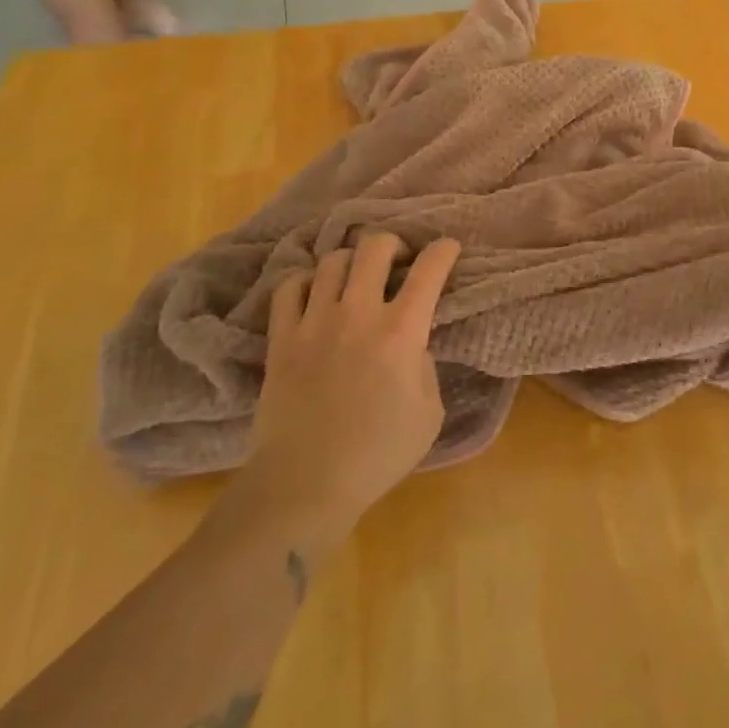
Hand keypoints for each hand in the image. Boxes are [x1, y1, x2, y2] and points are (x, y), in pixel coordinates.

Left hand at [224, 233, 458, 551]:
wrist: (305, 483)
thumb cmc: (378, 453)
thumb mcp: (429, 413)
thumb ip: (425, 367)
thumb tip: (411, 347)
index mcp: (402, 331)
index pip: (429, 270)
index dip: (444, 250)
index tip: (448, 248)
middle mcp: (358, 313)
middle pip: (375, 248)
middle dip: (393, 244)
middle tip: (398, 260)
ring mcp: (315, 322)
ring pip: (332, 261)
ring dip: (350, 262)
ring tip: (355, 277)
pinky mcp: (281, 338)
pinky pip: (289, 288)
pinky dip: (305, 281)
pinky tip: (313, 292)